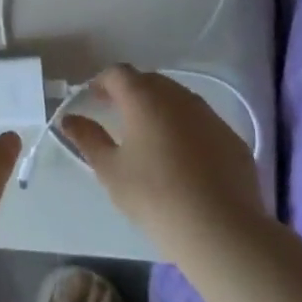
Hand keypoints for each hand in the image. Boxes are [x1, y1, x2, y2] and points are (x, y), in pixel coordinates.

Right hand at [58, 65, 266, 251]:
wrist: (219, 229)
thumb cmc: (154, 195)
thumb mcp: (110, 169)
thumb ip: (88, 138)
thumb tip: (69, 119)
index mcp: (145, 98)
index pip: (118, 73)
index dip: (102, 81)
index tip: (93, 99)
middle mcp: (179, 98)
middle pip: (150, 81)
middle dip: (131, 92)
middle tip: (118, 115)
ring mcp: (210, 117)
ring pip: (179, 100)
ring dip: (160, 108)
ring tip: (149, 137)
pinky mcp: (232, 139)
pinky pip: (201, 122)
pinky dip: (186, 129)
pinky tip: (183, 159)